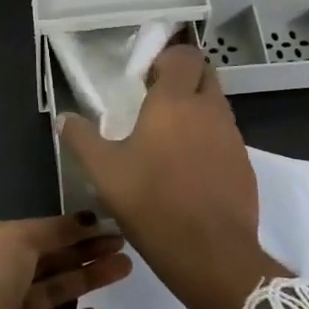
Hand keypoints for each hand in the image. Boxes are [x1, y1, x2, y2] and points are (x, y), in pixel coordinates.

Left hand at [0, 216, 132, 308]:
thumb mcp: (17, 237)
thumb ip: (55, 230)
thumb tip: (87, 219)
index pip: (33, 234)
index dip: (68, 229)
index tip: (104, 225)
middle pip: (46, 263)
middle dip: (83, 253)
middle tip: (122, 246)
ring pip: (50, 297)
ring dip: (85, 282)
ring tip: (123, 269)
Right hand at [58, 44, 289, 308]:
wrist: (211, 252)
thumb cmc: (152, 203)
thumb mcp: (104, 173)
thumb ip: (81, 139)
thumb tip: (65, 118)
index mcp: (175, 101)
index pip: (184, 55)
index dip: (167, 59)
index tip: (146, 78)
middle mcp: (209, 110)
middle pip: (205, 74)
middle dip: (184, 78)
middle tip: (156, 103)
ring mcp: (232, 137)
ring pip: (216, 106)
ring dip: (196, 110)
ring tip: (168, 140)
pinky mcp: (244, 164)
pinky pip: (225, 137)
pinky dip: (209, 140)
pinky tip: (188, 169)